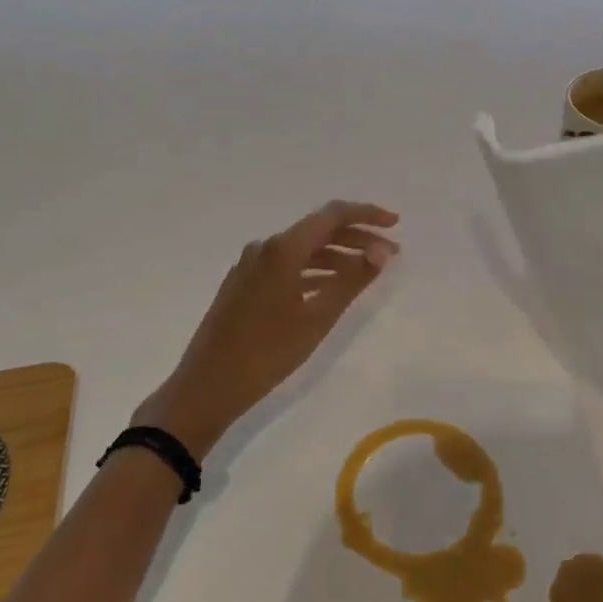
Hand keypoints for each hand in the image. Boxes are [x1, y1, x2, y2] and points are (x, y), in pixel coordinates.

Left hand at [134, 201, 399, 459]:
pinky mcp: (244, 284)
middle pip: (318, 230)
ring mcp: (251, 265)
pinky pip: (287, 265)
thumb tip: (381, 252)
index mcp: (282, 248)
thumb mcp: (317, 319)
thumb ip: (352, 281)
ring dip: (337, 255)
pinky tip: (331, 287)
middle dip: (357, 237)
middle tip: (390, 254)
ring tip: (366, 272)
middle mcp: (265, 247)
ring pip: (303, 249)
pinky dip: (314, 271)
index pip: (332, 215)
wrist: (206, 386)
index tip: (396, 224)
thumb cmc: (267, 353)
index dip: (367, 215)